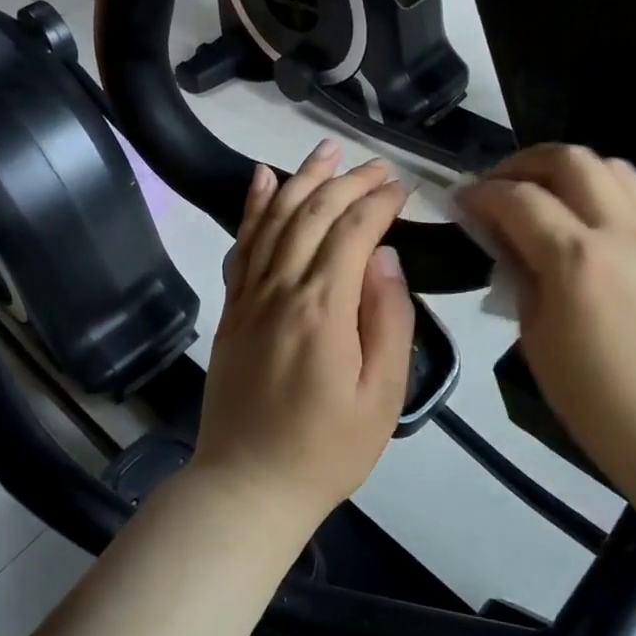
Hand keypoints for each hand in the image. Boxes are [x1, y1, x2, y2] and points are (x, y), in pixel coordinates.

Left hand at [189, 140, 415, 540]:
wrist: (247, 486)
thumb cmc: (326, 449)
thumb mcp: (382, 396)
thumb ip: (389, 319)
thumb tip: (385, 257)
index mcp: (323, 308)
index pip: (352, 231)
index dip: (379, 202)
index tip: (403, 188)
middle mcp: (281, 288)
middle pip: (313, 213)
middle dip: (348, 181)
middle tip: (377, 165)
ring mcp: (250, 295)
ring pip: (275, 217)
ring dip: (302, 177)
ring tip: (327, 149)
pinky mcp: (232, 307)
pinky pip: (242, 244)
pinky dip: (252, 206)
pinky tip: (261, 177)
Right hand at [457, 145, 635, 511]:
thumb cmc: (601, 407)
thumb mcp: (538, 344)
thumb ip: (519, 281)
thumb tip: (504, 244)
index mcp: (575, 259)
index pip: (517, 198)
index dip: (480, 193)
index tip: (458, 201)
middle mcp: (617, 232)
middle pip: (569, 159)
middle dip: (522, 163)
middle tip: (495, 188)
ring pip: (608, 165)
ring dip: (564, 168)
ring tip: (538, 195)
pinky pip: (632, 194)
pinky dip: (597, 187)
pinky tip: (578, 220)